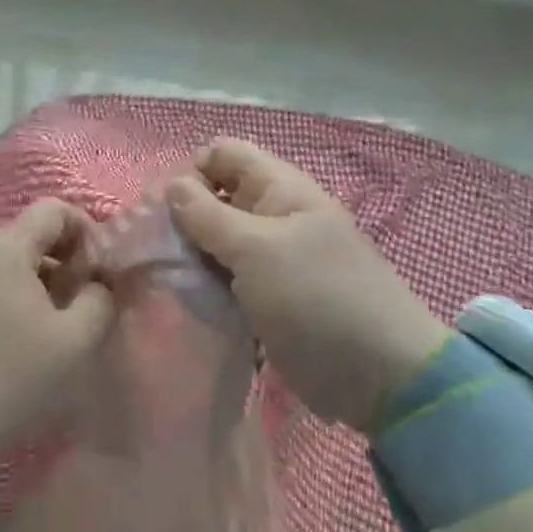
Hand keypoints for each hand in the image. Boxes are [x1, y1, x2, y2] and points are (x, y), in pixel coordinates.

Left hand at [0, 198, 115, 470]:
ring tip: (64, 325)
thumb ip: (99, 300)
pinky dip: (21, 300)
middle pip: (33, 235)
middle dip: (68, 260)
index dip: (86, 229)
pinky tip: (32, 340)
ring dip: (46, 284)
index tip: (100, 269)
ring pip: (15, 264)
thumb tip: (100, 285)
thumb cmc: (12, 373)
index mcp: (6, 250)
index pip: (53, 209)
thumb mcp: (74, 340)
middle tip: (87, 300)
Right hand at [166, 139, 449, 433]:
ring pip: (219, 242)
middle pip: (218, 198)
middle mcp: (275, 217)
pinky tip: (186, 302)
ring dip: (193, 255)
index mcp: (280, 190)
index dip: (192, 171)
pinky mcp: (270, 298)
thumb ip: (208, 215)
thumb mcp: (256, 249)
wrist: (379, 376)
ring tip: (164, 277)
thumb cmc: (316, 298)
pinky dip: (208, 286)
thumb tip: (171, 184)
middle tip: (154, 249)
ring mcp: (274, 260)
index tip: (162, 209)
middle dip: (184, 217)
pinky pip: (229, 280)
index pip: (225, 155)